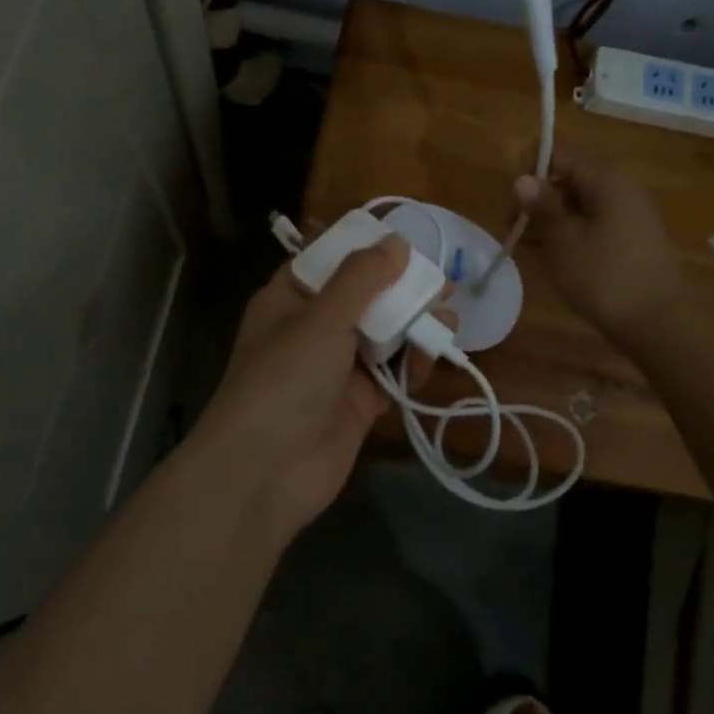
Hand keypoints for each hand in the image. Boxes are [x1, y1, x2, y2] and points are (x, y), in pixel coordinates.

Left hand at [196, 236, 441, 539]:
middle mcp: (314, 327)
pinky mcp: (359, 401)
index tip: (406, 241)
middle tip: (442, 284)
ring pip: (384, 333)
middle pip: (365, 297)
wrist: (266, 472)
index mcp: (291, 298)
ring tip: (447, 319)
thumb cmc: (285, 379)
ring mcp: (337, 366)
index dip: (366, 249)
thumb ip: (361, 278)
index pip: (330, 260)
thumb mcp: (321, 318)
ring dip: (414, 325)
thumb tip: (396, 241)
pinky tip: (431, 356)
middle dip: (401, 289)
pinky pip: (392, 372)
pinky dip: (412, 363)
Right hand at [513, 146, 687, 343]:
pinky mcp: (632, 236)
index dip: (530, 170)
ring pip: (580, 200)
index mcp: (605, 177)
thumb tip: (523, 179)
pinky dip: (571, 231)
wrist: (659, 323)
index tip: (514, 204)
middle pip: (569, 174)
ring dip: (552, 217)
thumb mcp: (563, 240)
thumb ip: (541, 205)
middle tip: (516, 229)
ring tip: (531, 247)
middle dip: (538, 197)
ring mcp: (629, 211)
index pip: (559, 151)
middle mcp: (621, 185)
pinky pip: (593, 220)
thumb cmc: (604, 276)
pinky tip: (554, 256)